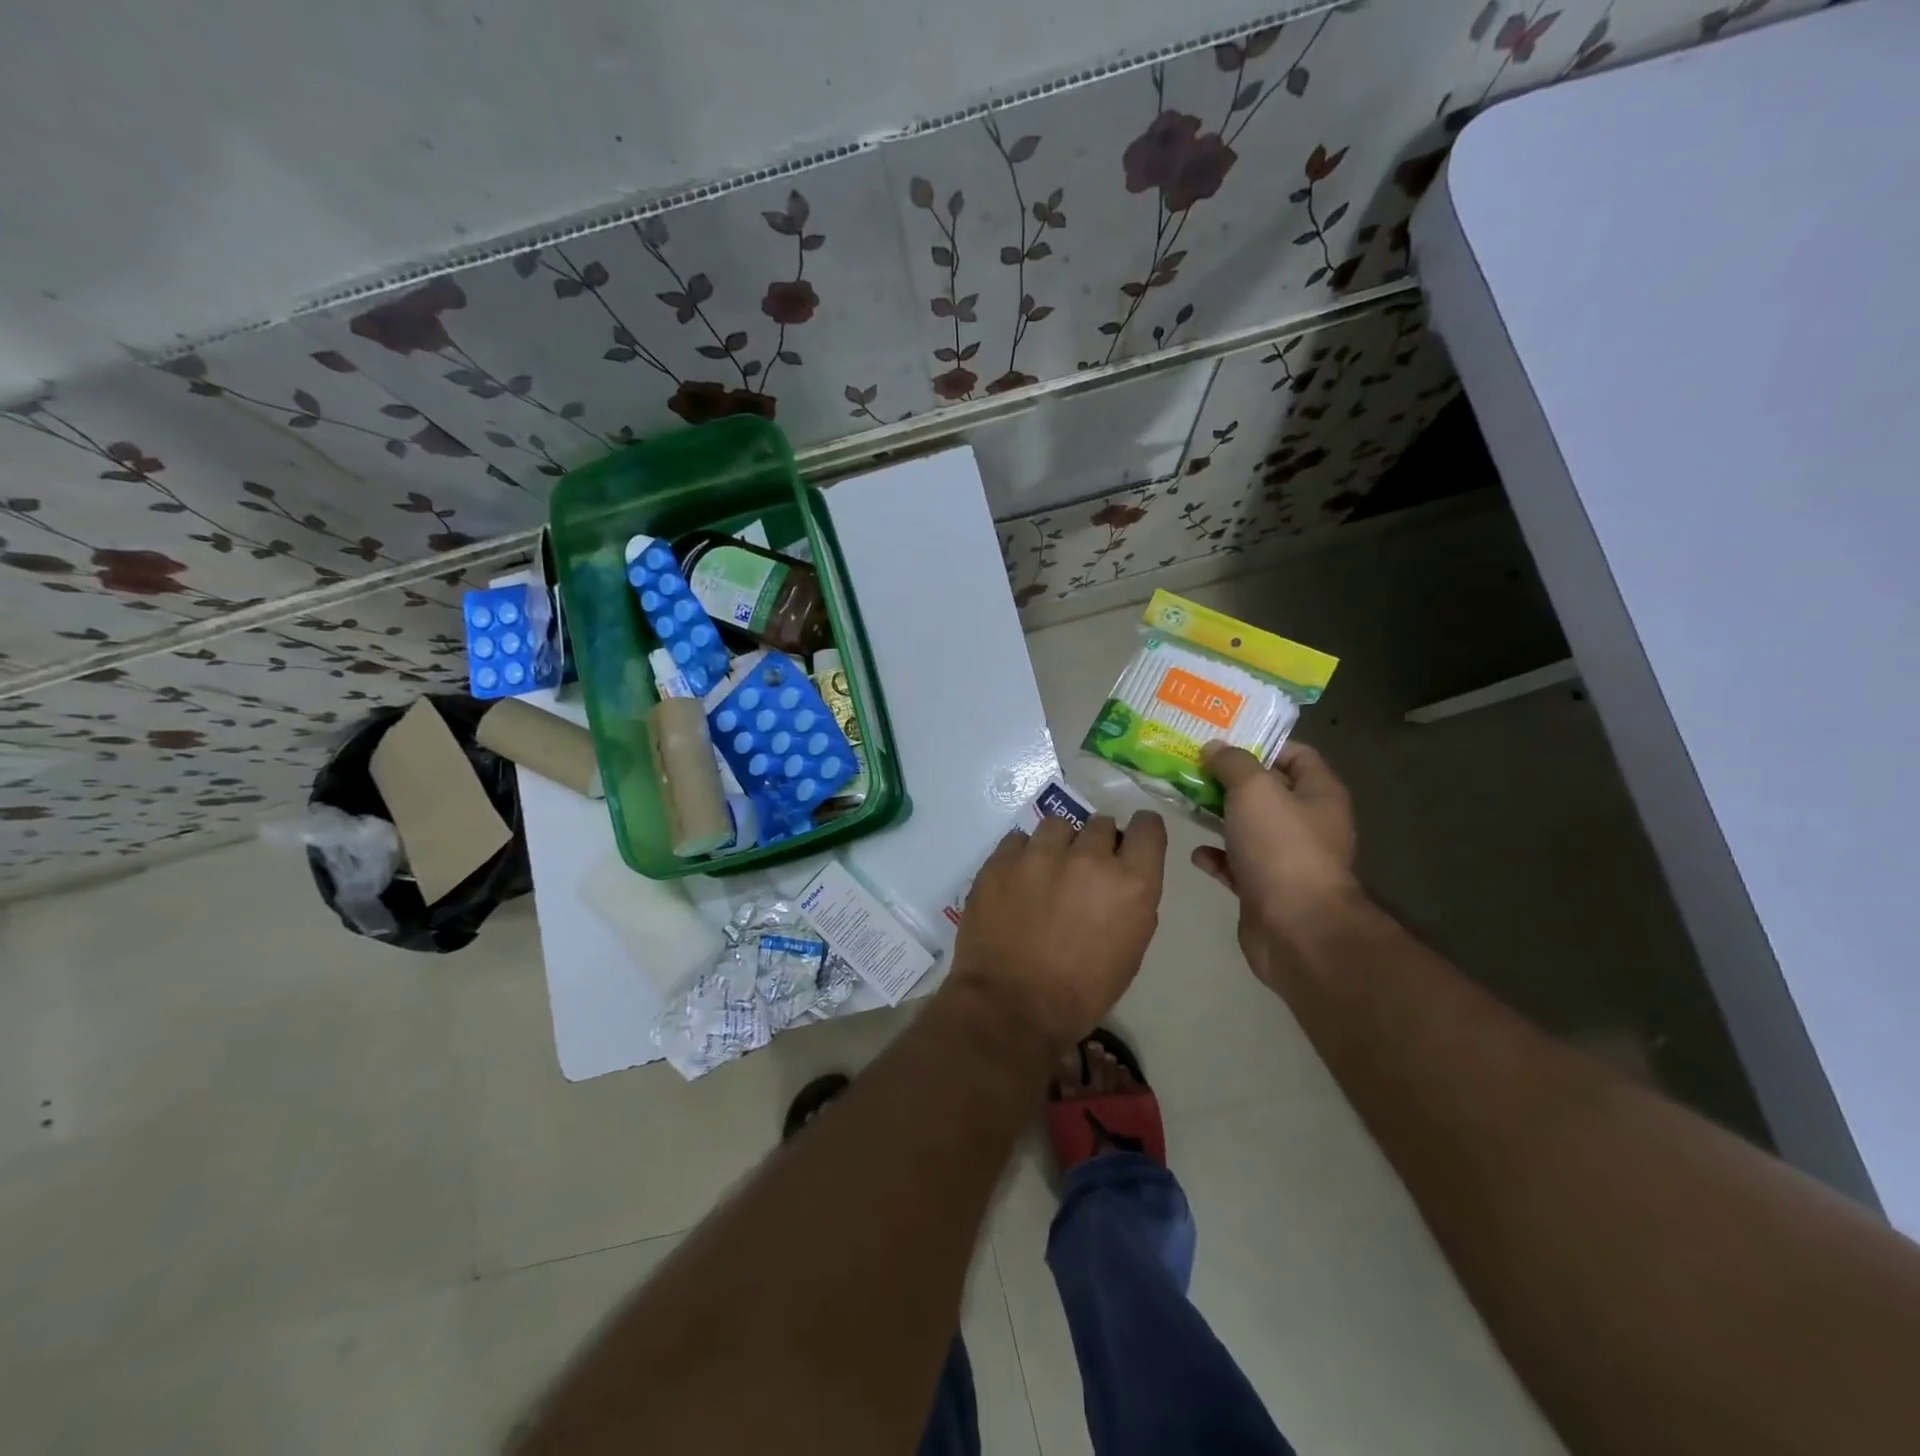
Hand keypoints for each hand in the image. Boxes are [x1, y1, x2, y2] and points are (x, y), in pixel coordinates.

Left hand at [948, 812, 1167, 1050]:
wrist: (1013, 1007)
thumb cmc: (1082, 991)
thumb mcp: (1130, 949)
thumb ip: (1132, 900)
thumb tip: (1120, 876)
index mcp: (1130, 883)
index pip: (1148, 827)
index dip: (1141, 831)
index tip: (1130, 841)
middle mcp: (1089, 857)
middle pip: (1100, 824)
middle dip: (1096, 844)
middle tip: (1082, 873)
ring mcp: (1040, 854)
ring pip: (1058, 826)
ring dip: (1058, 845)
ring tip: (1046, 874)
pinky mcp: (1002, 860)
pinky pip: (1018, 841)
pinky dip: (1022, 856)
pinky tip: (1016, 882)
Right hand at [1192, 741, 1361, 989]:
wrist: (1295, 929)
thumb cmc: (1282, 848)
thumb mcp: (1254, 790)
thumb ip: (1233, 763)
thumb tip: (1215, 748)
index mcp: (1318, 794)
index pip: (1295, 753)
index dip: (1260, 743)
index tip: (1220, 739)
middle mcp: (1307, 823)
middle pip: (1266, 790)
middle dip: (1228, 779)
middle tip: (1189, 766)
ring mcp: (1286, 859)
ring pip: (1247, 827)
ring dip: (1217, 816)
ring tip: (1182, 803)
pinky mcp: (1265, 889)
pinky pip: (1236, 864)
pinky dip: (1216, 856)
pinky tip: (1196, 852)